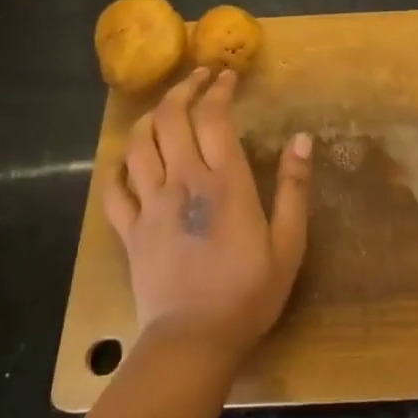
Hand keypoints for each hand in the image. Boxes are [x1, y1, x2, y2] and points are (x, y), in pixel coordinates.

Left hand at [103, 67, 310, 369]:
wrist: (194, 341)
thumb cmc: (249, 292)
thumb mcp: (289, 243)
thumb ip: (295, 188)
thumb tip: (302, 139)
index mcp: (225, 181)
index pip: (214, 117)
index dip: (219, 89)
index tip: (227, 75)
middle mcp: (183, 181)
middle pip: (171, 118)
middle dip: (183, 89)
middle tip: (198, 78)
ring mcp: (150, 204)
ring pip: (138, 144)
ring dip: (151, 117)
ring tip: (165, 108)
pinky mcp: (129, 230)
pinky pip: (114, 188)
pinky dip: (119, 166)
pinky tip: (128, 159)